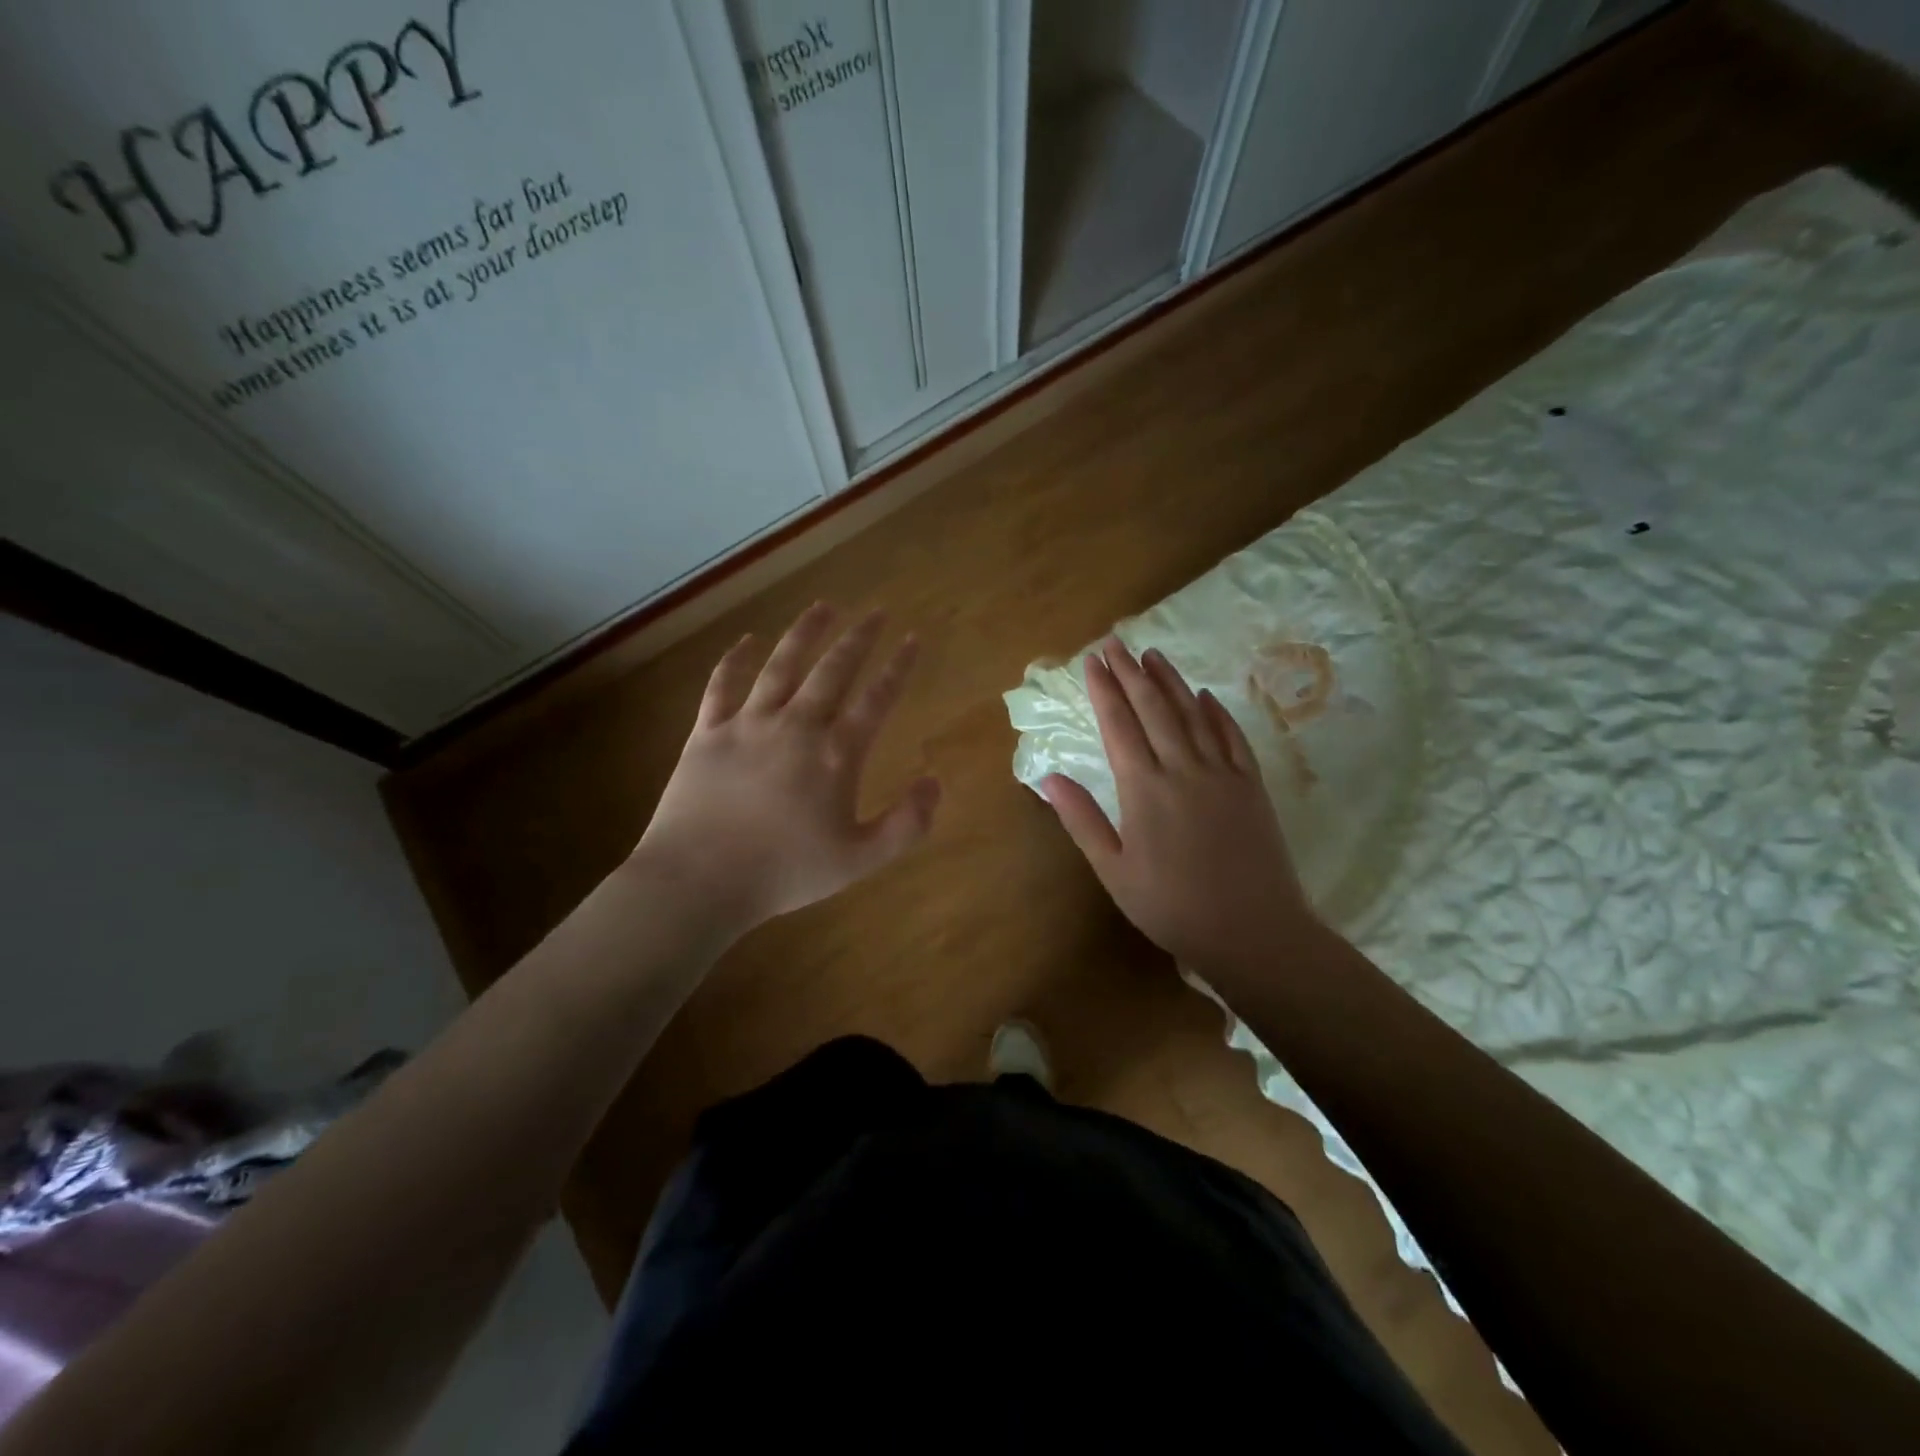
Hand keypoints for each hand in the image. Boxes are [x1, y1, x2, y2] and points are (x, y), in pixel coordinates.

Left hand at [634, 604, 940, 937]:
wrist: (701, 879)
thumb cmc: (785, 873)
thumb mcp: (860, 860)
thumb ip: (906, 823)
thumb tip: (934, 782)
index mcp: (836, 754)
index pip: (876, 699)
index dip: (898, 667)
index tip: (911, 639)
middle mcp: (796, 725)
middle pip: (833, 670)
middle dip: (858, 638)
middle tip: (875, 611)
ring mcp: (749, 723)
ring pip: (782, 665)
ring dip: (805, 633)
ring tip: (823, 607)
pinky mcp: (708, 732)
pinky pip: (722, 685)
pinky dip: (735, 659)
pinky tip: (747, 640)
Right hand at [1042, 638, 1311, 973]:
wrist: (1252, 931)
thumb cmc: (1171, 906)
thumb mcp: (1114, 870)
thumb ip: (1082, 819)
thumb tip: (1048, 778)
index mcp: (1144, 788)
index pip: (1119, 724)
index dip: (1104, 690)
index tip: (1091, 661)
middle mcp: (1183, 768)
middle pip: (1154, 708)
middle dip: (1131, 672)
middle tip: (1116, 642)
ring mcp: (1222, 773)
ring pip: (1192, 714)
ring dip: (1170, 681)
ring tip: (1153, 654)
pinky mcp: (1251, 784)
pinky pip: (1232, 736)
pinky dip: (1216, 711)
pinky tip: (1205, 695)